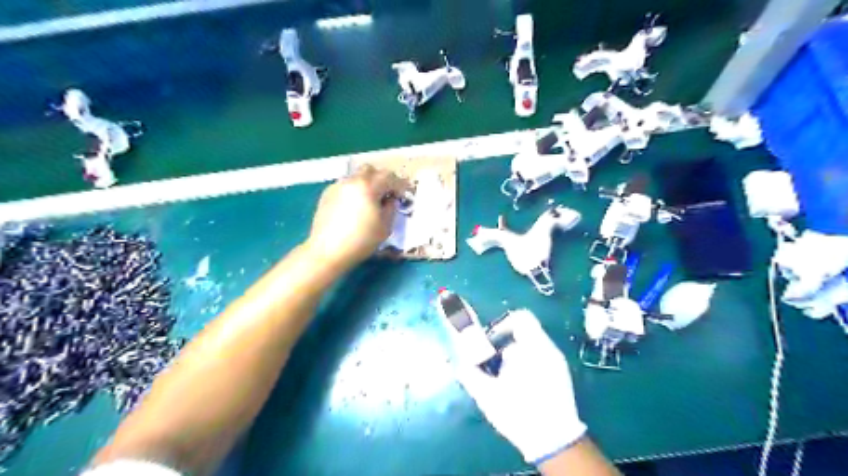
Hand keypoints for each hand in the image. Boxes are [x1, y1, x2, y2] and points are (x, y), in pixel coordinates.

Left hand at [306, 165, 410, 271]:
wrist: (328, 251)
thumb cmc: (361, 241)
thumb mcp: (385, 227)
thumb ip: (391, 209)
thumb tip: (390, 200)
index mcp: (368, 187)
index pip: (389, 176)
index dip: (399, 184)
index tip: (403, 195)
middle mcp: (352, 181)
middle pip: (370, 169)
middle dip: (381, 179)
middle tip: (386, 193)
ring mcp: (337, 186)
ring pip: (356, 176)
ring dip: (366, 184)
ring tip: (370, 200)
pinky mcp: (327, 194)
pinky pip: (345, 186)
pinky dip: (354, 190)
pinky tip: (354, 207)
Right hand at [453, 308, 586, 463]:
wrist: (554, 442)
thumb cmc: (519, 413)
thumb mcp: (488, 395)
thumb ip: (469, 373)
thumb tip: (454, 359)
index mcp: (534, 349)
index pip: (521, 318)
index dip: (502, 324)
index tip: (490, 342)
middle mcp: (548, 350)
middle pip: (522, 334)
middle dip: (503, 346)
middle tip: (492, 365)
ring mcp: (556, 362)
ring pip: (529, 347)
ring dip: (513, 357)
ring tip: (504, 379)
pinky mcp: (560, 374)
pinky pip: (538, 358)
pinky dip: (524, 365)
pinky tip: (518, 386)